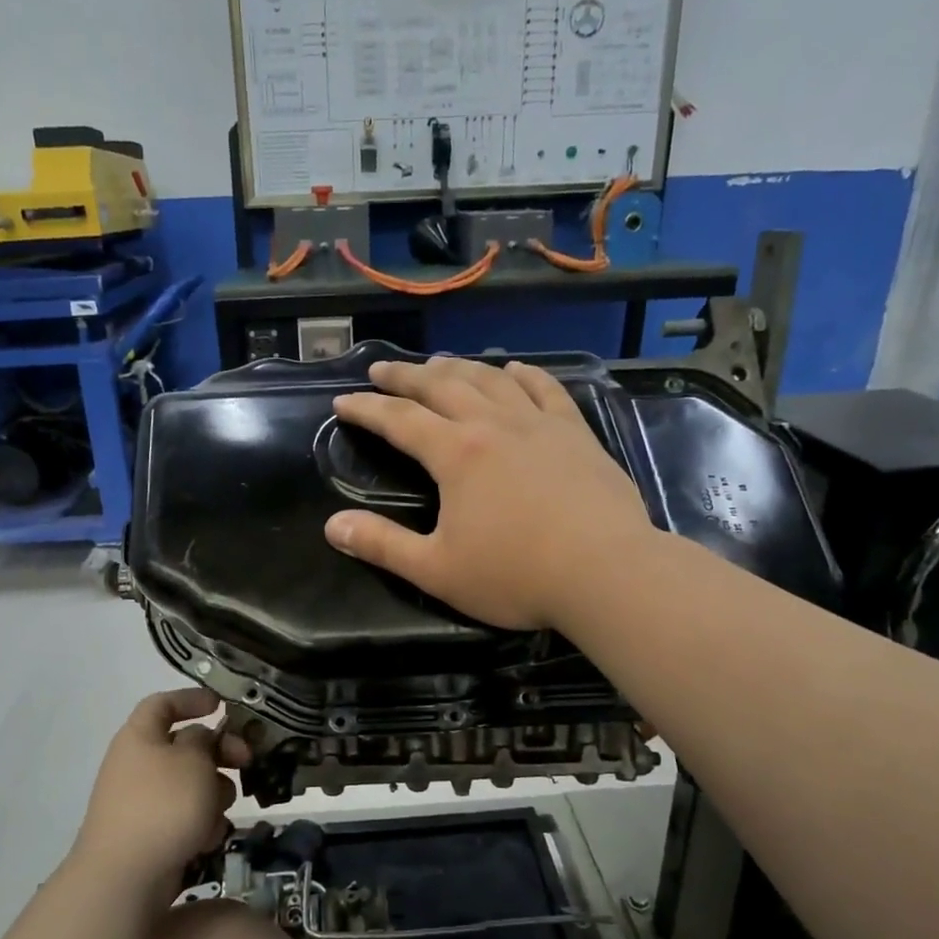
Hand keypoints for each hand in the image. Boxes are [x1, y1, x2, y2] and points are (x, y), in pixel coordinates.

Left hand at [73, 689, 250, 889]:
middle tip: (246, 760)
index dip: (191, 699)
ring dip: (213, 792)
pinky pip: (185, 817)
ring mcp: (142, 801)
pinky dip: (201, 822)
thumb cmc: (163, 805)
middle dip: (219, 753)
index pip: (163, 703)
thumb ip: (204, 740)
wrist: (125, 878)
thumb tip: (200, 738)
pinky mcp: (151, 834)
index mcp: (139, 736)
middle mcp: (137, 764)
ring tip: (221, 808)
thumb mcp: (194, 760)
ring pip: (191, 784)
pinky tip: (207, 837)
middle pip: (185, 746)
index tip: (221, 705)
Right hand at [325, 357, 654, 630]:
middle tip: (383, 369)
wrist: (606, 571)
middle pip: (442, 386)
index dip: (367, 408)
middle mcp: (493, 425)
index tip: (343, 401)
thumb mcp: (436, 569)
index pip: (399, 419)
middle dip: (407, 376)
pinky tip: (514, 369)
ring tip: (438, 364)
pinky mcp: (575, 433)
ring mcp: (539, 424)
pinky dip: (524, 374)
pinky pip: (546, 389)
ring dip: (459, 368)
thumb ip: (382, 545)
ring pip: (491, 380)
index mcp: (456, 453)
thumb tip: (332, 526)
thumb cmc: (515, 575)